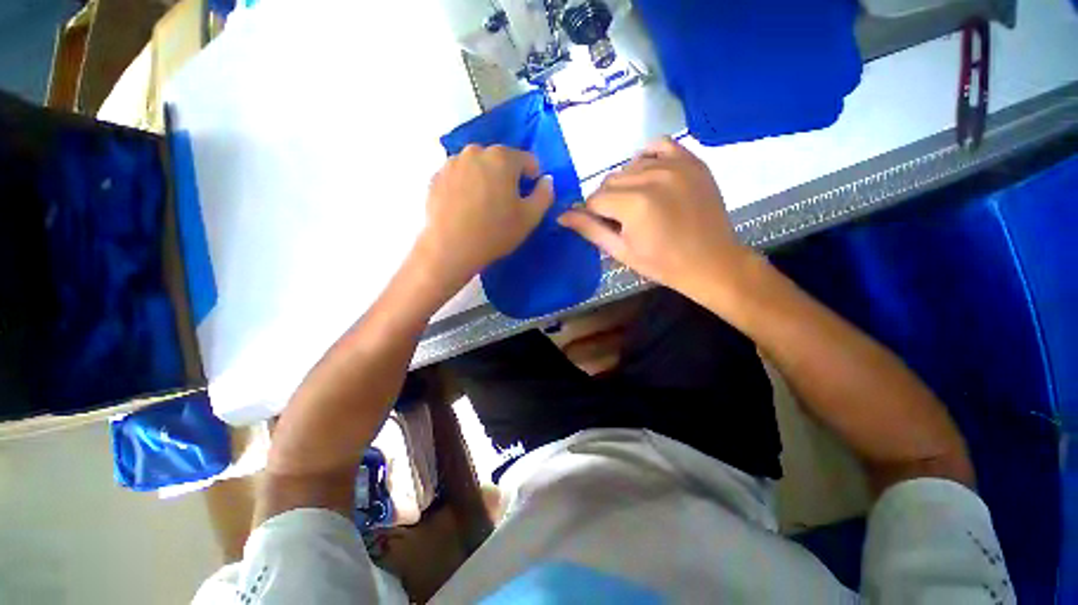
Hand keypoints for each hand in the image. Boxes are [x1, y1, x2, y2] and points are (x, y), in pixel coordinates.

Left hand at [417, 145, 554, 285]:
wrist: (450, 249)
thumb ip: (545, 194)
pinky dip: (466, 186)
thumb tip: (547, 180)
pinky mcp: (436, 177)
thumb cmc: (495, 232)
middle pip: (501, 160)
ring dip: (486, 180)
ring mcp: (452, 162)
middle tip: (505, 204)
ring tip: (483, 207)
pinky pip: (460, 177)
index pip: (528, 160)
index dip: (533, 179)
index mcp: (502, 157)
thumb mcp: (530, 218)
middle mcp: (475, 151)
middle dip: (508, 177)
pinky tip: (465, 208)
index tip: (528, 199)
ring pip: (479, 167)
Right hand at [558, 137, 753, 300]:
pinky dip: (648, 158)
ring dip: (626, 183)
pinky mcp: (692, 161)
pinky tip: (650, 176)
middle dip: (608, 200)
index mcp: (634, 204)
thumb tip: (561, 215)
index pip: (594, 199)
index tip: (604, 226)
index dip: (593, 215)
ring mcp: (675, 165)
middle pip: (610, 181)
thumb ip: (590, 230)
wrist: (711, 262)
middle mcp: (652, 177)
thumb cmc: (662, 264)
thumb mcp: (621, 251)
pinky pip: (659, 145)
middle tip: (622, 219)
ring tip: (638, 203)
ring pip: (630, 166)